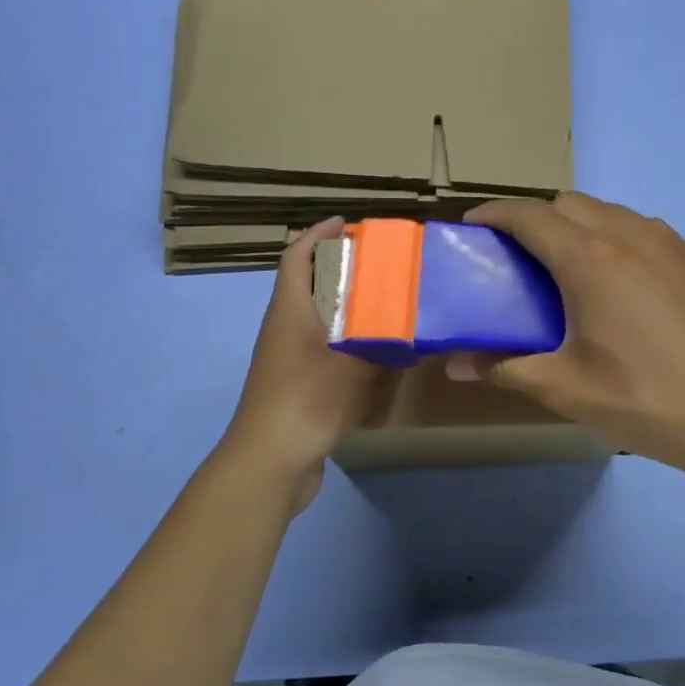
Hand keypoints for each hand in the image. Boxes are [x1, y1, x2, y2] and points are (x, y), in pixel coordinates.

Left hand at [222, 218, 387, 509]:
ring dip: (344, 305)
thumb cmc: (307, 400)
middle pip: (308, 284)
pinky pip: (320, 346)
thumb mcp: (353, 367)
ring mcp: (285, 357)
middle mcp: (284, 327)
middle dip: (340, 268)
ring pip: (315, 317)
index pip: (297, 256)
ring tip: (384, 302)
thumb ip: (384, 345)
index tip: (348, 223)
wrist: (270, 461)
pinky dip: (344, 339)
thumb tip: (414, 329)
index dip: (318, 235)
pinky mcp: (293, 383)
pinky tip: (372, 352)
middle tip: (380, 264)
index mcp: (290, 310)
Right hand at [445, 193, 684, 489]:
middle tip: (514, 257)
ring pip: (607, 211)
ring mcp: (668, 244)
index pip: (530, 215)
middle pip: (567, 203)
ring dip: (574, 224)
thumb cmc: (644, 399)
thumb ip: (504, 368)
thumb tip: (455, 364)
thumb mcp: (565, 389)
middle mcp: (629, 235)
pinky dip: (610, 236)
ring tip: (562, 268)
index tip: (471, 227)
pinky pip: (639, 228)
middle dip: (533, 218)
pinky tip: (614, 283)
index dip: (494, 214)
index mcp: (591, 259)